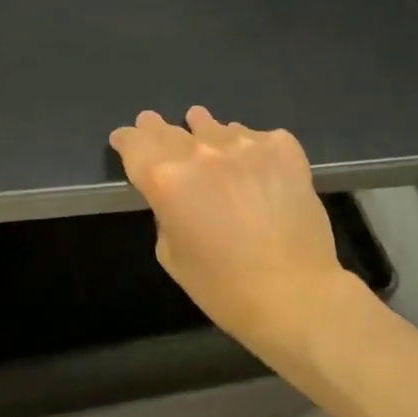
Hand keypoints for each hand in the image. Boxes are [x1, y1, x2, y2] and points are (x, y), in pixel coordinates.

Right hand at [109, 106, 353, 357]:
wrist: (294, 292)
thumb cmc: (222, 287)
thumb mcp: (171, 255)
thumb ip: (165, 213)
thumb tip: (178, 193)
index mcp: (166, 180)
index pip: (135, 145)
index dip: (126, 140)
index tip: (123, 139)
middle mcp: (201, 153)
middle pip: (170, 131)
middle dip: (157, 129)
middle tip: (152, 124)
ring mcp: (245, 145)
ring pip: (214, 128)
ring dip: (203, 133)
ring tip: (201, 129)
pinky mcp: (283, 149)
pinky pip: (256, 137)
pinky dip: (247, 145)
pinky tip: (252, 161)